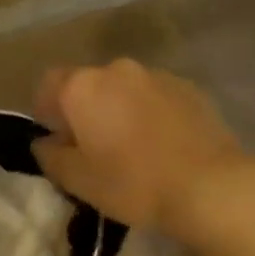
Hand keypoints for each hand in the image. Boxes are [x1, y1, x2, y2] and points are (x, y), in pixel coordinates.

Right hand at [32, 59, 249, 236]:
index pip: (49, 83)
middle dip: (85, 109)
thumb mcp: (80, 182)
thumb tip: (43, 142)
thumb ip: (51, 157)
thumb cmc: (134, 183)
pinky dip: (150, 112)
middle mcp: (116, 69)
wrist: (211, 186)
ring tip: (133, 146)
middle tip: (93, 147)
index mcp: (83, 87)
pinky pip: (155, 95)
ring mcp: (155, 74)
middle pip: (88, 84)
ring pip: (123, 88)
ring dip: (119, 109)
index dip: (46, 109)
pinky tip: (163, 144)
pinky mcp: (187, 86)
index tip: (55, 138)